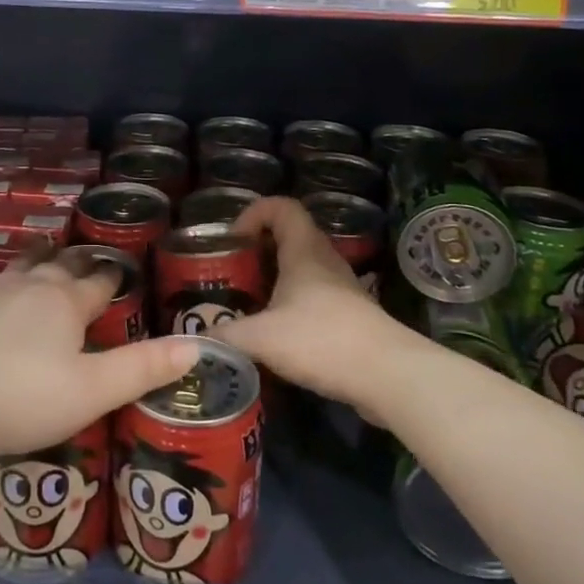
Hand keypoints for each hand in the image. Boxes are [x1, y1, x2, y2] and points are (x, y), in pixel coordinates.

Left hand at [0, 245, 200, 457]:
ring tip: (45, 251)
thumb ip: (143, 368)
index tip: (121, 272)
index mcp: (67, 303)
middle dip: (77, 261)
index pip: (100, 282)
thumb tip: (196, 346)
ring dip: (38, 258)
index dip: (113, 278)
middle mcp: (31, 286)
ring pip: (22, 265)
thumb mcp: (93, 391)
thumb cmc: (23, 398)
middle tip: (86, 258)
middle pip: (61, 265)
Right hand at [217, 197, 423, 418]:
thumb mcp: (261, 337)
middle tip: (234, 273)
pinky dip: (291, 306)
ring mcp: (342, 289)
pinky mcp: (351, 317)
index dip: (254, 213)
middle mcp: (325, 261)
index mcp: (304, 250)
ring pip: (303, 270)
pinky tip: (276, 335)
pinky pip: (314, 298)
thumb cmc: (321, 340)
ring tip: (249, 304)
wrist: (388, 376)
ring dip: (276, 279)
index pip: (281, 206)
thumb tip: (196, 340)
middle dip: (259, 250)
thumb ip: (224, 335)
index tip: (233, 240)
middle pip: (291, 237)